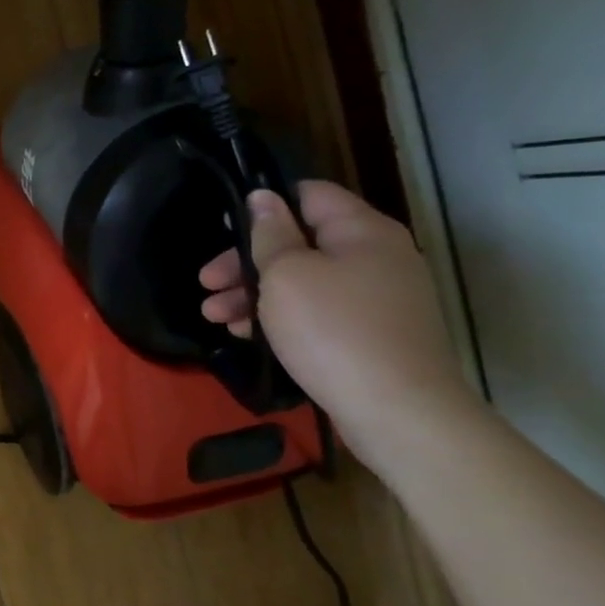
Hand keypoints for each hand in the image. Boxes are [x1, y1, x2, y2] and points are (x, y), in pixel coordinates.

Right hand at [199, 180, 473, 442]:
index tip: (225, 229)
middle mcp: (376, 257)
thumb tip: (263, 198)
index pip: (309, 194)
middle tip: (207, 283)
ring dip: (253, 293)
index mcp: (362, 231)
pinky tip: (245, 334)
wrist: (397, 411)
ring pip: (302, 281)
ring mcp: (376, 298)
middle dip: (246, 261)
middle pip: (299, 242)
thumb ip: (269, 234)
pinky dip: (279, 317)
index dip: (264, 206)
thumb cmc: (332, 330)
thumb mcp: (285, 274)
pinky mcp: (370, 334)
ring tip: (214, 316)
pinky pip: (316, 312)